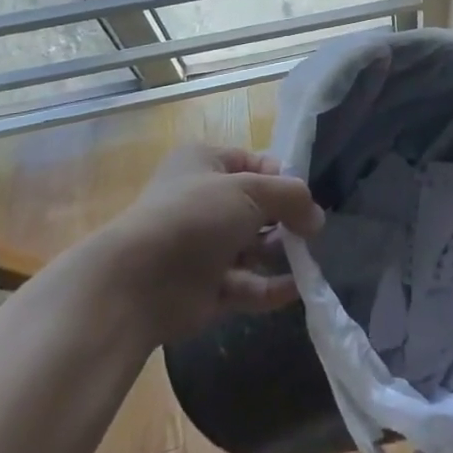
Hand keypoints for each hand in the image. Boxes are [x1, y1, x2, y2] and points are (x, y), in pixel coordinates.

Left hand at [98, 143, 324, 343]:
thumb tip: (317, 218)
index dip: (283, 178)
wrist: (136, 284)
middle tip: (310, 231)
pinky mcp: (203, 289)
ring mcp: (201, 248)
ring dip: (280, 252)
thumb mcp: (251, 190)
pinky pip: (245, 284)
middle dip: (285, 219)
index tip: (305, 196)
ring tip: (308, 258)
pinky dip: (270, 287)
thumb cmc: (195, 217)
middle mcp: (202, 202)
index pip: (255, 163)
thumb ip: (292, 197)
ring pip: (252, 247)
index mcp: (204, 164)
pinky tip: (298, 288)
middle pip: (257, 207)